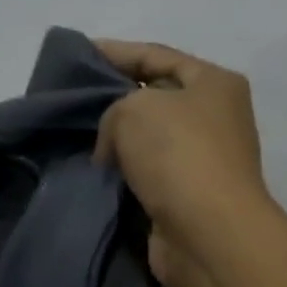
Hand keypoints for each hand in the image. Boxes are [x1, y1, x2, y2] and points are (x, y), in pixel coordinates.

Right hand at [92, 41, 270, 286]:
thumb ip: (112, 112)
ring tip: (75, 141)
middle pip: (155, 99)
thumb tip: (113, 150)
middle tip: (71, 103)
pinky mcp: (186, 199)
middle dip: (114, 101)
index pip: (157, 56)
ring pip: (148, 143)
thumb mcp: (133, 110)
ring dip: (116, 145)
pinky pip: (145, 178)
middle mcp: (214, 119)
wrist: (208, 234)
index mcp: (214, 83)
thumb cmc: (178, 156)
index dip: (117, 52)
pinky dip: (122, 177)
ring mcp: (202, 162)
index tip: (79, 55)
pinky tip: (92, 177)